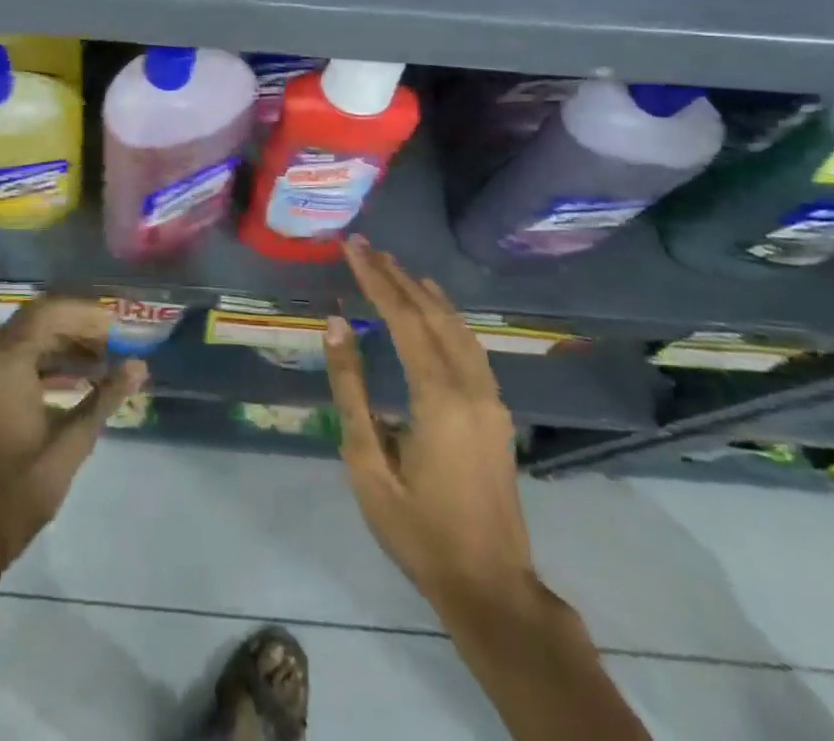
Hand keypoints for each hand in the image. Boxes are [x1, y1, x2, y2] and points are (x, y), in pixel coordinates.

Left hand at [0, 297, 148, 566]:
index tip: (118, 326)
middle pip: (38, 318)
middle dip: (77, 325)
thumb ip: (106, 397)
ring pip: (28, 337)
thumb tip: (139, 365)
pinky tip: (78, 379)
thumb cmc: (21, 489)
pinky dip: (48, 359)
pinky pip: (18, 357)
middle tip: (113, 340)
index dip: (86, 314)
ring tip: (103, 360)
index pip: (50, 312)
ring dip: (64, 342)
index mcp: (7, 360)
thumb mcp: (72, 442)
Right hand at [324, 237, 538, 624]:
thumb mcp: (369, 463)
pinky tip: (436, 309)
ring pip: (457, 327)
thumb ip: (352, 389)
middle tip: (366, 246)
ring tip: (395, 266)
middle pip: (432, 314)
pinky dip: (448, 316)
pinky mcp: (496, 412)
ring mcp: (490, 399)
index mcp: (438, 398)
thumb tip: (337, 325)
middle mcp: (471, 387)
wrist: (491, 587)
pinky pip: (470, 346)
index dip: (376, 279)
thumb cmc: (418, 530)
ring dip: (424, 293)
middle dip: (396, 277)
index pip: (404, 319)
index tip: (352, 247)